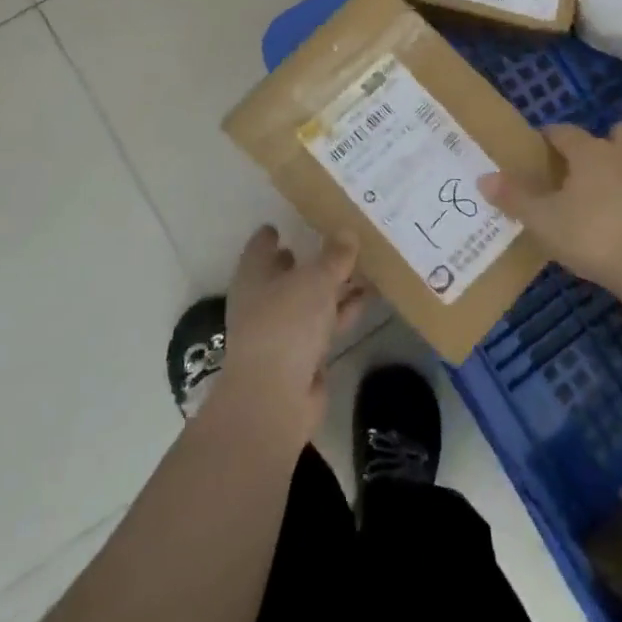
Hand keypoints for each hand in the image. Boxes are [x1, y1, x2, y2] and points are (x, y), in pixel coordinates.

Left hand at [222, 226, 365, 439]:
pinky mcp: (302, 355)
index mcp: (254, 275)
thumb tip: (347, 233)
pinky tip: (367, 298)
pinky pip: (325, 323)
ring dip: (335, 286)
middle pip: (288, 273)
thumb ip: (334, 256)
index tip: (288, 223)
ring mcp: (282, 330)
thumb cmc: (286, 324)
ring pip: (312, 299)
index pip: (261, 246)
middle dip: (312, 259)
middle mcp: (264, 300)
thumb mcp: (315, 280)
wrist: (275, 398)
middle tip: (340, 239)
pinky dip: (343, 311)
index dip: (273, 234)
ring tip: (365, 265)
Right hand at [479, 122, 621, 292]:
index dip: (549, 137)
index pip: (565, 131)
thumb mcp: (543, 220)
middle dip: (601, 143)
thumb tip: (484, 178)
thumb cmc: (592, 234)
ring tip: (603, 202)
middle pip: (617, 133)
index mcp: (591, 152)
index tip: (538, 149)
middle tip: (581, 169)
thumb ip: (514, 198)